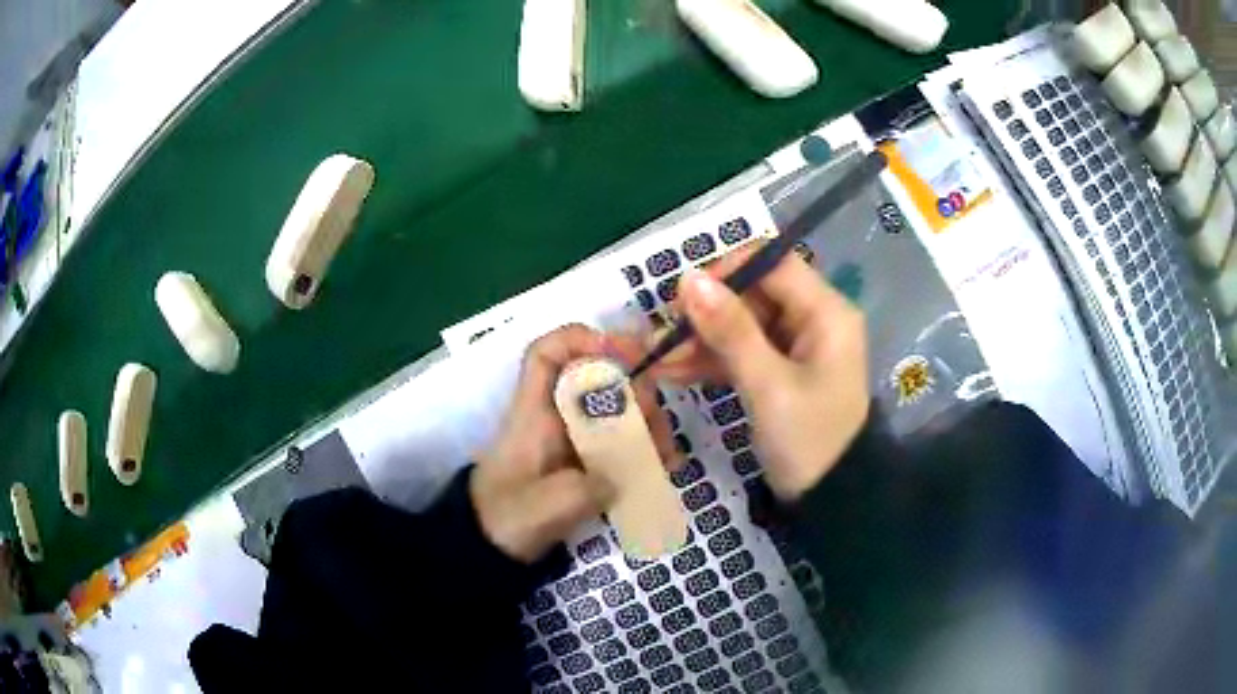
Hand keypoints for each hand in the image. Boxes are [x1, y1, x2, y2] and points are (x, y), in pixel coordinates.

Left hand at [472, 324, 678, 563]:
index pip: (545, 354)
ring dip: (646, 424)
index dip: (581, 339)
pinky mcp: (582, 463)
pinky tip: (662, 468)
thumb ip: (585, 489)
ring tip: (666, 456)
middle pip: (595, 379)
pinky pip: (618, 442)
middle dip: (635, 392)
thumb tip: (621, 475)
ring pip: (614, 410)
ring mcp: (570, 440)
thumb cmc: (505, 521)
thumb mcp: (545, 509)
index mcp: (533, 414)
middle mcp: (553, 417)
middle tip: (657, 423)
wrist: (488, 549)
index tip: (623, 354)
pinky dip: (643, 450)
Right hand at [617, 249, 869, 500]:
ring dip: (701, 341)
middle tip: (663, 338)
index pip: (773, 262)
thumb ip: (730, 330)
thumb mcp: (768, 385)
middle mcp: (814, 319)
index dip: (727, 271)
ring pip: (742, 324)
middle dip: (707, 314)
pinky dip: (712, 361)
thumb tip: (688, 278)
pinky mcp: (781, 370)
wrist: (830, 500)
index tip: (683, 297)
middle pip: (753, 294)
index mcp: (826, 312)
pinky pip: (743, 352)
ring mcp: (797, 346)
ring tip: (658, 361)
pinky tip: (674, 373)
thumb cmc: (808, 440)